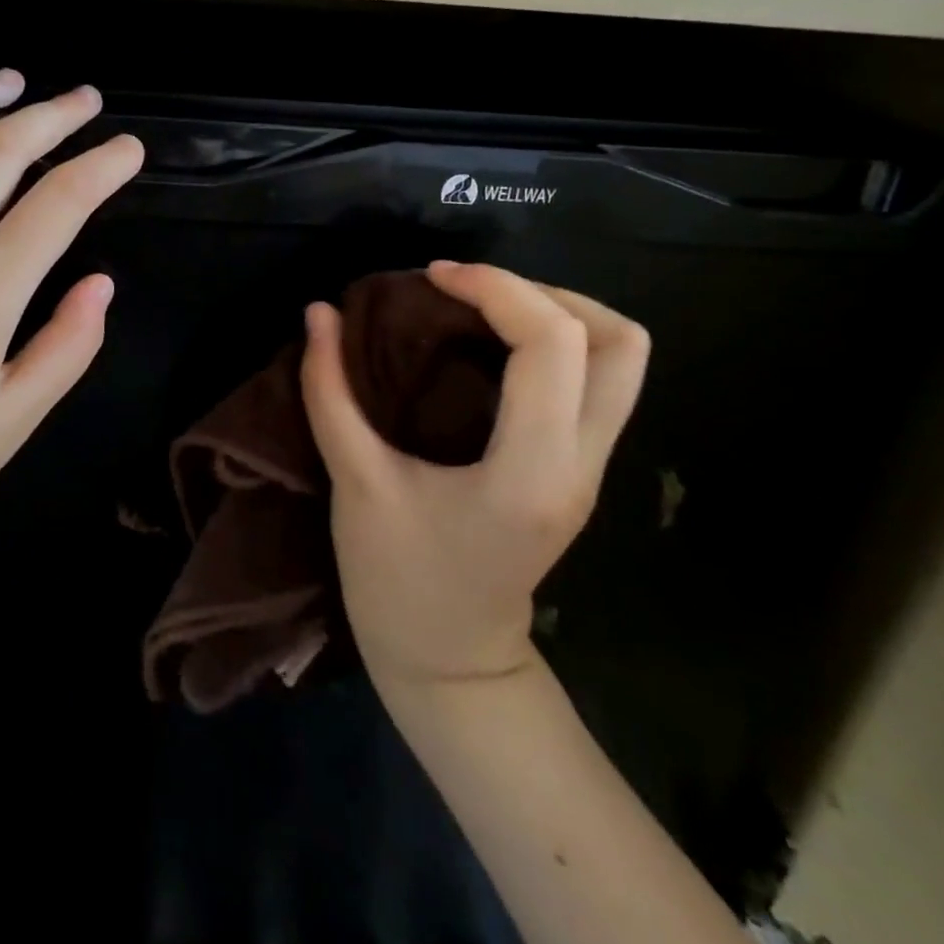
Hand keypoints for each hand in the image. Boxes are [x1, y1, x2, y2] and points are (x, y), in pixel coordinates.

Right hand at [300, 261, 649, 689]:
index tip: (434, 277)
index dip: (496, 288)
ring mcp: (591, 469)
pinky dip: (556, 343)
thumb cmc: (397, 580)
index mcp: (530, 470)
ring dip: (561, 314)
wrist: (451, 665)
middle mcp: (580, 463)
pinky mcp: (581, 470)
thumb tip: (319, 313)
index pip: (552, 344)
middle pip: (620, 342)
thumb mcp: (355, 483)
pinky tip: (493, 347)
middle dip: (544, 292)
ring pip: (625, 360)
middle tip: (471, 290)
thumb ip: (330, 392)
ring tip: (487, 308)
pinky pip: (598, 382)